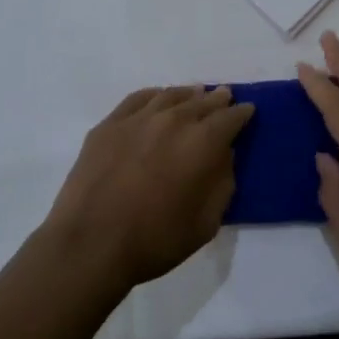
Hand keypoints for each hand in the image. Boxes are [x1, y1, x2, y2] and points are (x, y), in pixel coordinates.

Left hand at [43, 85, 252, 289]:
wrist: (91, 243)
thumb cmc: (155, 240)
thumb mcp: (206, 223)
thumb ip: (222, 183)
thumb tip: (224, 156)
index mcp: (203, 142)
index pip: (230, 117)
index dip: (242, 113)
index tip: (247, 111)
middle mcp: (174, 120)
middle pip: (202, 101)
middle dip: (217, 100)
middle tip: (224, 97)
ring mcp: (139, 118)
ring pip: (171, 95)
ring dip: (188, 95)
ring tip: (195, 94)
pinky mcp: (110, 124)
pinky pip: (139, 99)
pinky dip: (155, 96)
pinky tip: (157, 99)